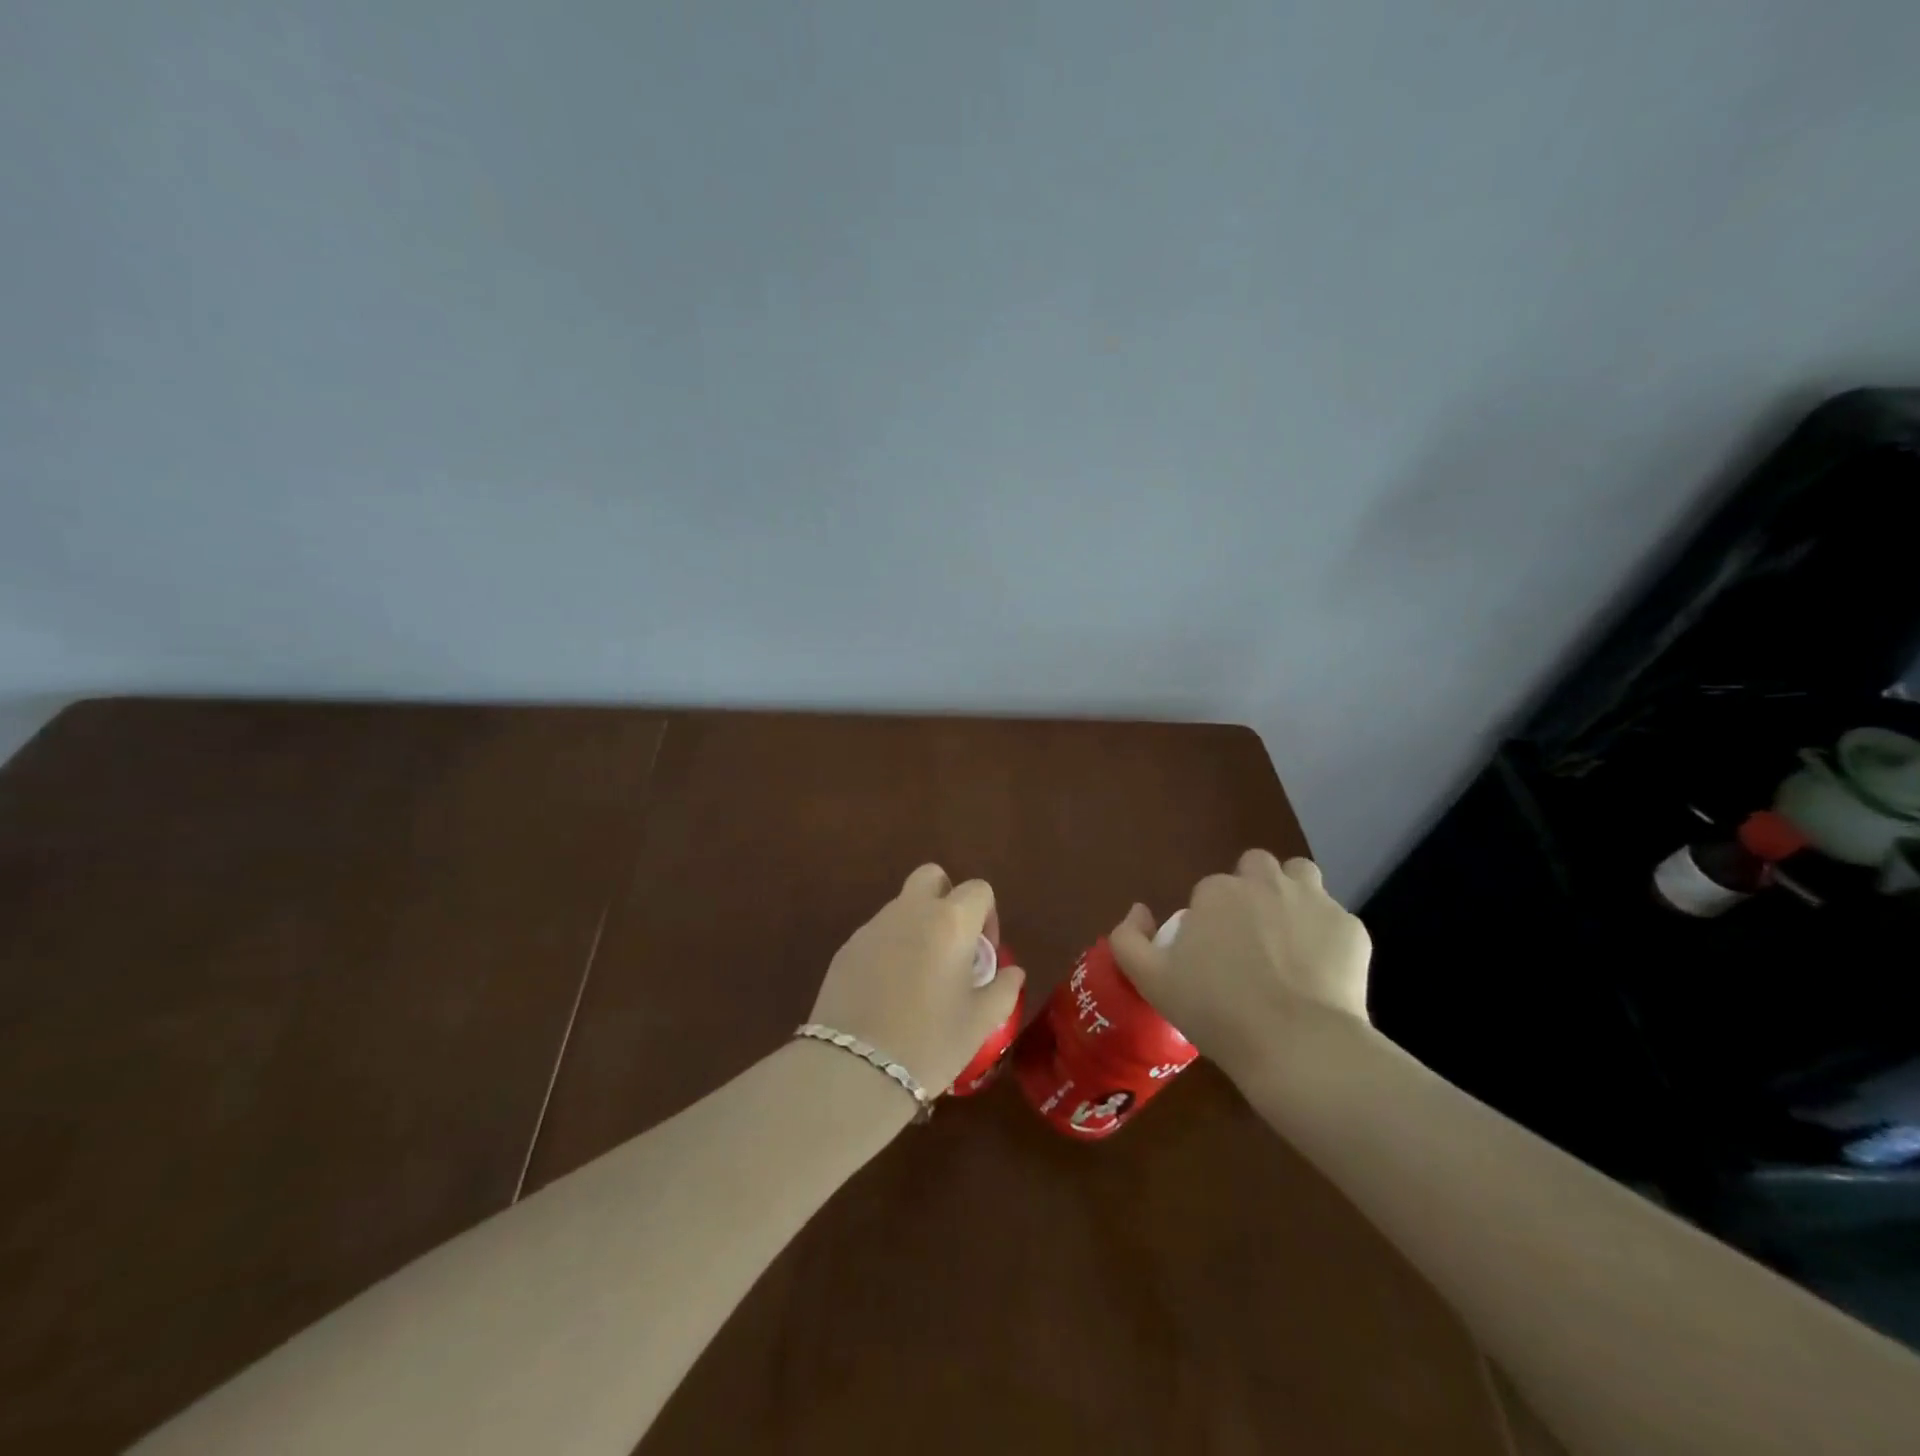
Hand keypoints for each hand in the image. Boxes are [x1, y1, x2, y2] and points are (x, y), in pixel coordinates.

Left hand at [808, 864, 1026, 1094]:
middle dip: (946, 898)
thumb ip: (1004, 989)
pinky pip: (877, 934)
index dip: (987, 915)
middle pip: (932, 877)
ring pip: (902, 906)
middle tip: (952, 944)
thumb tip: (1013, 972)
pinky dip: (889, 948)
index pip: (978, 890)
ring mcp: (873, 926)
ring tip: (919, 976)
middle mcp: (910, 911)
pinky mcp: (846, 948)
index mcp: (950, 921)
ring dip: (917, 926)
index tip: (983, 954)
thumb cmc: (930, 1041)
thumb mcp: (980, 1021)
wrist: (855, 1067)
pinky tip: (888, 992)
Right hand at [1110, 850, 1371, 1083]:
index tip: (1212, 955)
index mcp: (1217, 892)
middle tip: (1251, 937)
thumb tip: (1138, 911)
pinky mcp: (1351, 928)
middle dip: (1253, 890)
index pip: (1209, 890)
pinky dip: (1326, 937)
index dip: (1209, 919)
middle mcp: (1265, 883)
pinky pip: (1335, 920)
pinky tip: (1321, 971)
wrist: (1298, 1046)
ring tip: (1289, 937)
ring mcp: (1314, 902)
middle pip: (1257, 866)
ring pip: (1301, 876)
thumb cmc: (1217, 1011)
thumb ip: (1130, 939)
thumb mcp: (1151, 981)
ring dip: (1292, 895)